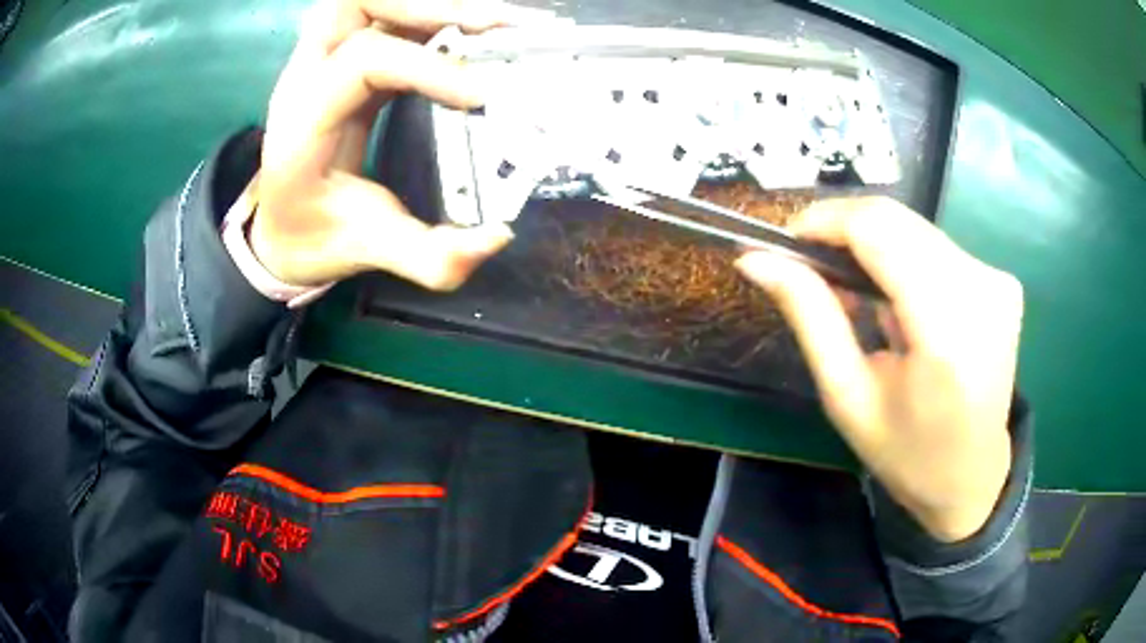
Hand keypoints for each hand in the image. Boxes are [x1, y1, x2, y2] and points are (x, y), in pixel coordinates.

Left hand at [248, 0, 556, 289]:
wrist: (280, 230)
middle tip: (496, 26)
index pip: (363, 61)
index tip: (484, 97)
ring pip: (367, 2)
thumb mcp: (367, 252)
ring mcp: (319, 63)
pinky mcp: (340, 61)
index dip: (428, 67)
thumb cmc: (315, 238)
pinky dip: (425, 15)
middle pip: (357, 6)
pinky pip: (380, 17)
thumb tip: (496, 238)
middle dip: (429, 8)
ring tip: (488, 22)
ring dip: (428, 5)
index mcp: (303, 122)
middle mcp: (304, 78)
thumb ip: (427, 257)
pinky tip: (465, 30)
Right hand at [736, 197, 1023, 541]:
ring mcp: (998, 282)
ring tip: (857, 297)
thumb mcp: (847, 396)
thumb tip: (755, 258)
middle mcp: (981, 291)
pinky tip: (898, 302)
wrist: (972, 477)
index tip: (789, 242)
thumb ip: (810, 316)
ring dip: (874, 247)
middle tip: (815, 271)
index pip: (879, 231)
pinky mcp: (1003, 280)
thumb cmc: (906, 453)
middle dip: (845, 232)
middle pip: (896, 220)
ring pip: (914, 227)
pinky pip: (937, 245)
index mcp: (946, 333)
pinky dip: (905, 259)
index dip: (827, 220)